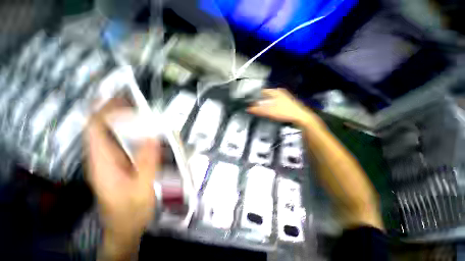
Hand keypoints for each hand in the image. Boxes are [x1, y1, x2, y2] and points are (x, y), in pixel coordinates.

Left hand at [85, 99, 160, 257]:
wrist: (125, 227)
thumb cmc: (130, 211)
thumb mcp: (140, 188)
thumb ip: (146, 163)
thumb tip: (152, 137)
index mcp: (102, 163)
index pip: (96, 129)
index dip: (105, 110)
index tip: (121, 98)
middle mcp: (103, 158)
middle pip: (103, 127)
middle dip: (117, 111)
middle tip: (136, 101)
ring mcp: (112, 161)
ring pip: (114, 134)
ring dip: (127, 120)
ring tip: (144, 112)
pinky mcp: (120, 164)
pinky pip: (124, 143)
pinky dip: (134, 133)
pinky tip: (147, 131)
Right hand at [247, 88, 319, 125]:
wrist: (301, 117)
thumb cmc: (284, 112)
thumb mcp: (269, 111)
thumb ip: (258, 110)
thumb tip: (248, 109)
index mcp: (275, 91)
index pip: (262, 91)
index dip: (255, 96)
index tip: (250, 102)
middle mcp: (280, 92)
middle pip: (266, 96)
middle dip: (260, 101)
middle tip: (255, 107)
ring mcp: (284, 97)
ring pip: (271, 99)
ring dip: (265, 104)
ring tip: (261, 110)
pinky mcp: (286, 103)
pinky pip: (275, 103)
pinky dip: (270, 106)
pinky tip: (270, 111)